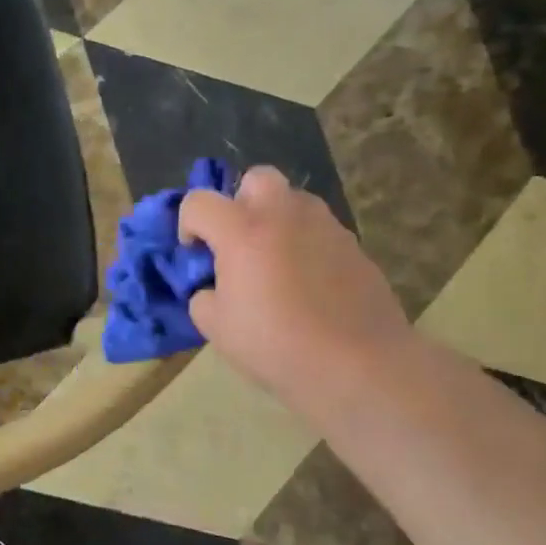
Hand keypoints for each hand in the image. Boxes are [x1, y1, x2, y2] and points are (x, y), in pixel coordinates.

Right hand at [179, 167, 413, 407]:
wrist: (358, 365)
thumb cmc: (276, 345)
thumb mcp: (216, 328)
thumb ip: (204, 297)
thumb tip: (213, 289)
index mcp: (243, 230)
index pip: (199, 202)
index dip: (188, 225)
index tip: (195, 256)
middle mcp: (285, 215)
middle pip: (256, 179)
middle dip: (239, 202)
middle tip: (238, 243)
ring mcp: (326, 226)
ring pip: (293, 201)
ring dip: (276, 221)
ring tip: (274, 264)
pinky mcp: (354, 246)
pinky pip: (319, 231)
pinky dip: (305, 245)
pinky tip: (307, 286)